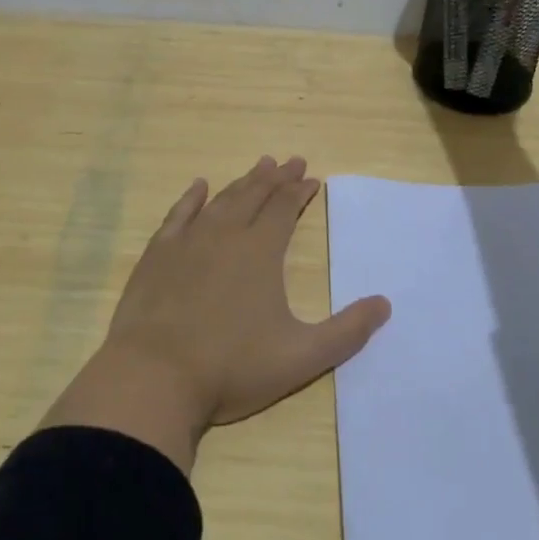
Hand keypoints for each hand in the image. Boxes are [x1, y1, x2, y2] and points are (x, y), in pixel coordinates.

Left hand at [41, 157, 391, 470]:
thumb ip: (347, 331)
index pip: (284, 208)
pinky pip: (178, 214)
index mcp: (261, 251)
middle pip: (255, 195)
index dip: (300, 191)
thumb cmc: (231, 368)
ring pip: (221, 200)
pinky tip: (199, 186)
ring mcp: (188, 242)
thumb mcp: (301, 357)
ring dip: (243, 181)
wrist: (153, 378)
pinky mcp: (157, 255)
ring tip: (259, 166)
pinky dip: (192, 198)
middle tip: (291, 161)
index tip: (312, 178)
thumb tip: (385, 304)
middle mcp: (226, 234)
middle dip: (277, 178)